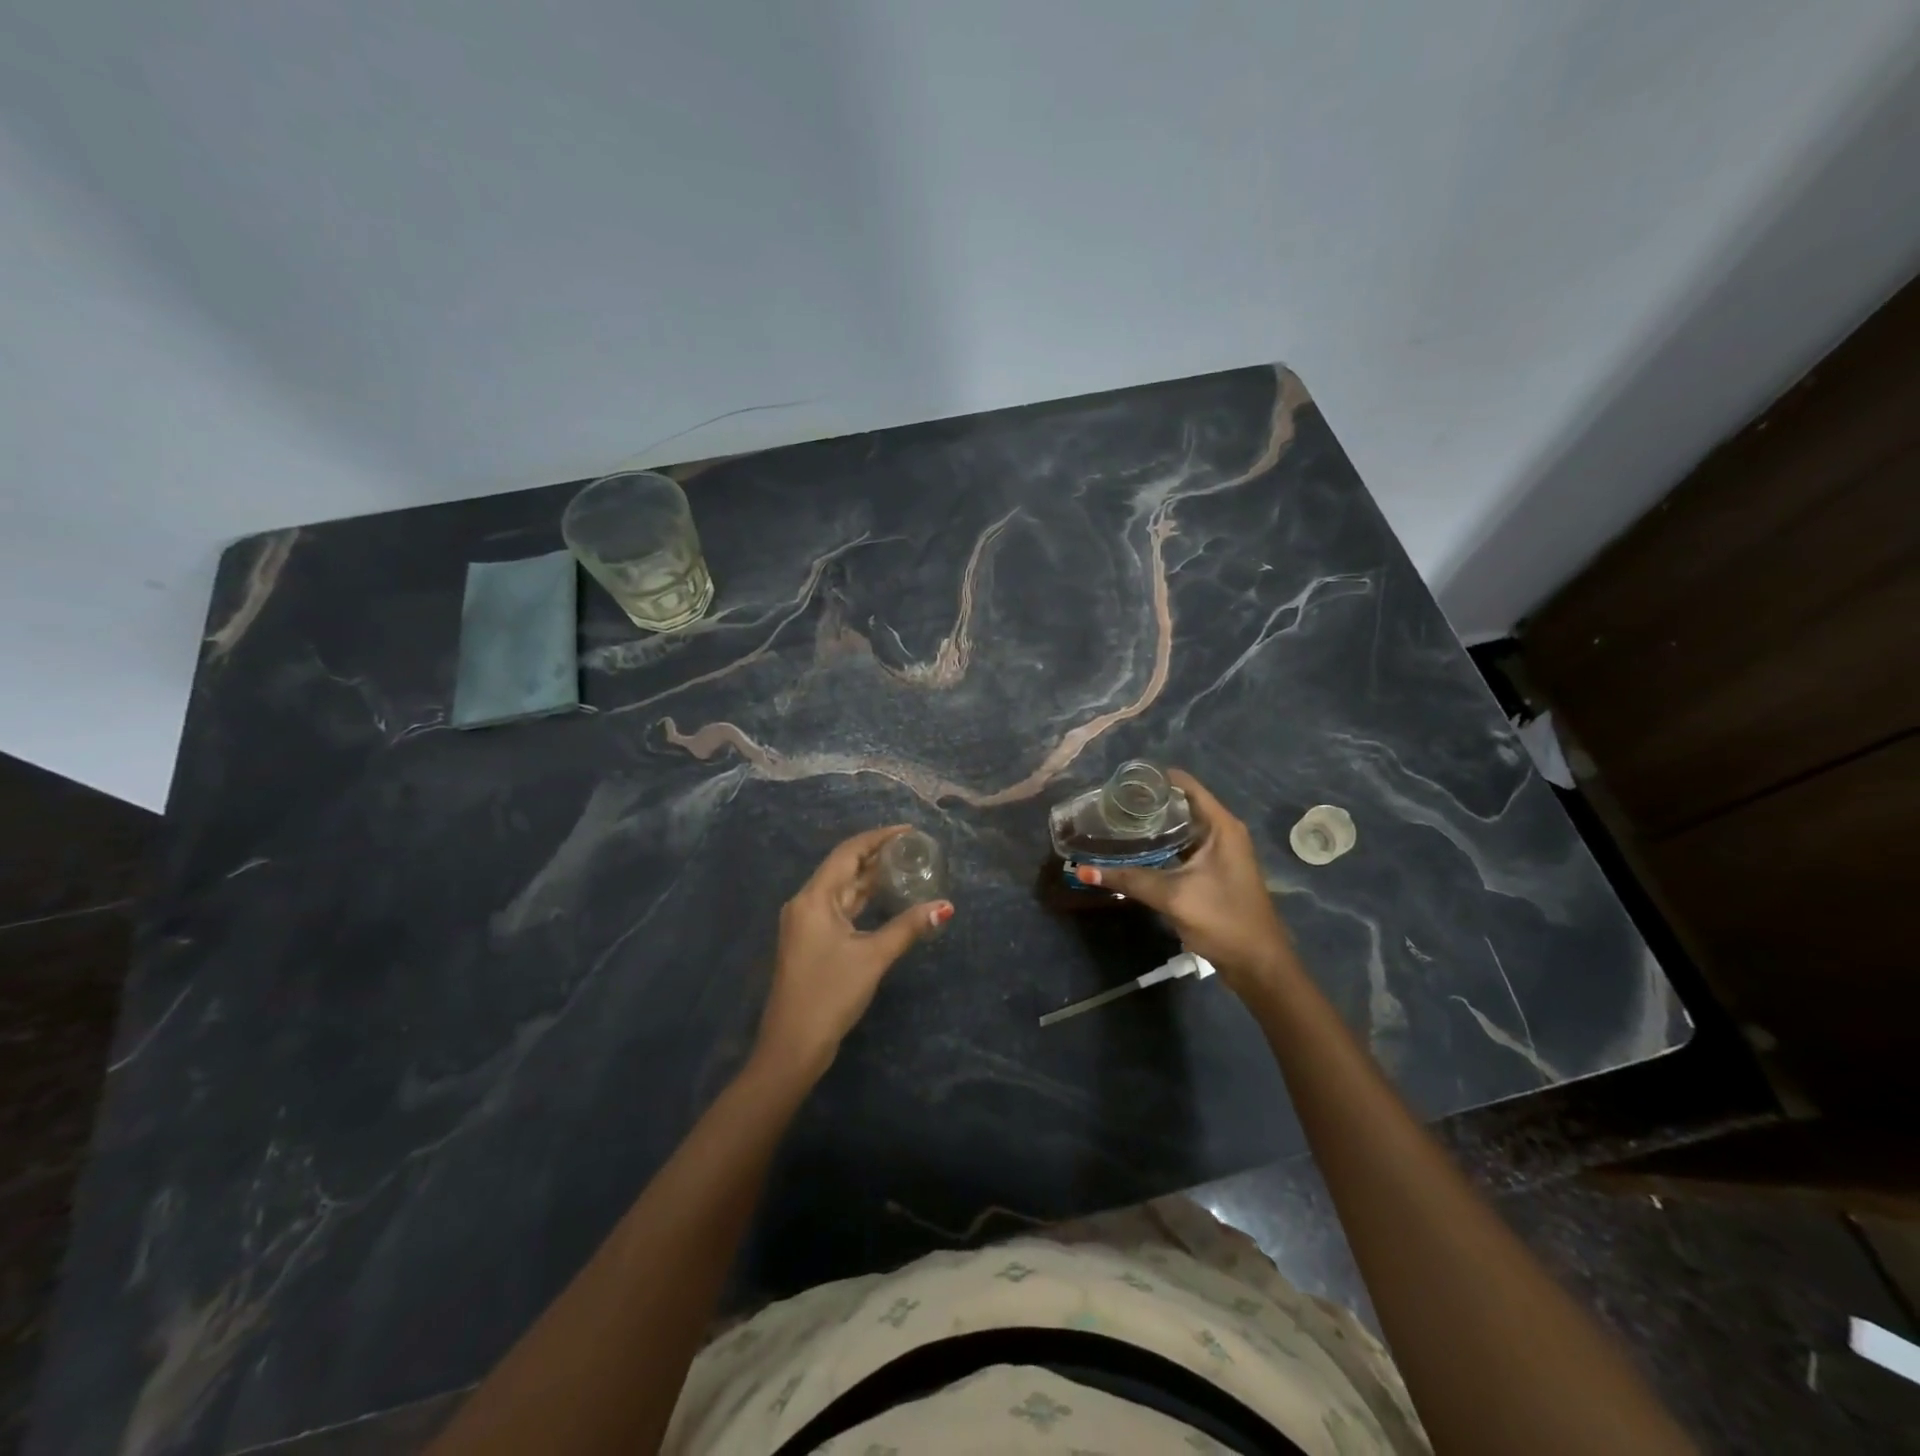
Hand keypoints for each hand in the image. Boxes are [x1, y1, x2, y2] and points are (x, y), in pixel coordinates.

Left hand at [754, 825, 953, 1080]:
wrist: (792, 1046)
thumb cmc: (830, 994)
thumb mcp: (873, 957)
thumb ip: (908, 927)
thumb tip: (945, 907)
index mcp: (814, 898)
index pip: (847, 853)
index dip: (877, 837)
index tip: (908, 831)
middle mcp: (806, 903)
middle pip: (843, 868)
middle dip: (876, 856)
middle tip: (912, 848)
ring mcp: (806, 924)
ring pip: (841, 890)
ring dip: (869, 878)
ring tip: (904, 867)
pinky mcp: (810, 941)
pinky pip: (839, 908)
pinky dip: (862, 900)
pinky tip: (884, 900)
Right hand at [1073, 769, 1297, 995]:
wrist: (1257, 963)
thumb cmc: (1223, 919)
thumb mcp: (1172, 896)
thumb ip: (1129, 879)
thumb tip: (1083, 870)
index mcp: (1220, 826)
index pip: (1184, 784)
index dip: (1153, 779)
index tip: (1119, 782)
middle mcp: (1222, 831)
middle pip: (1180, 803)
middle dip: (1147, 803)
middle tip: (1110, 804)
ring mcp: (1219, 852)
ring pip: (1180, 827)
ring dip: (1152, 825)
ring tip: (1116, 822)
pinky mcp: (1213, 870)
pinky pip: (1182, 846)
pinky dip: (1160, 845)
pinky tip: (1135, 851)